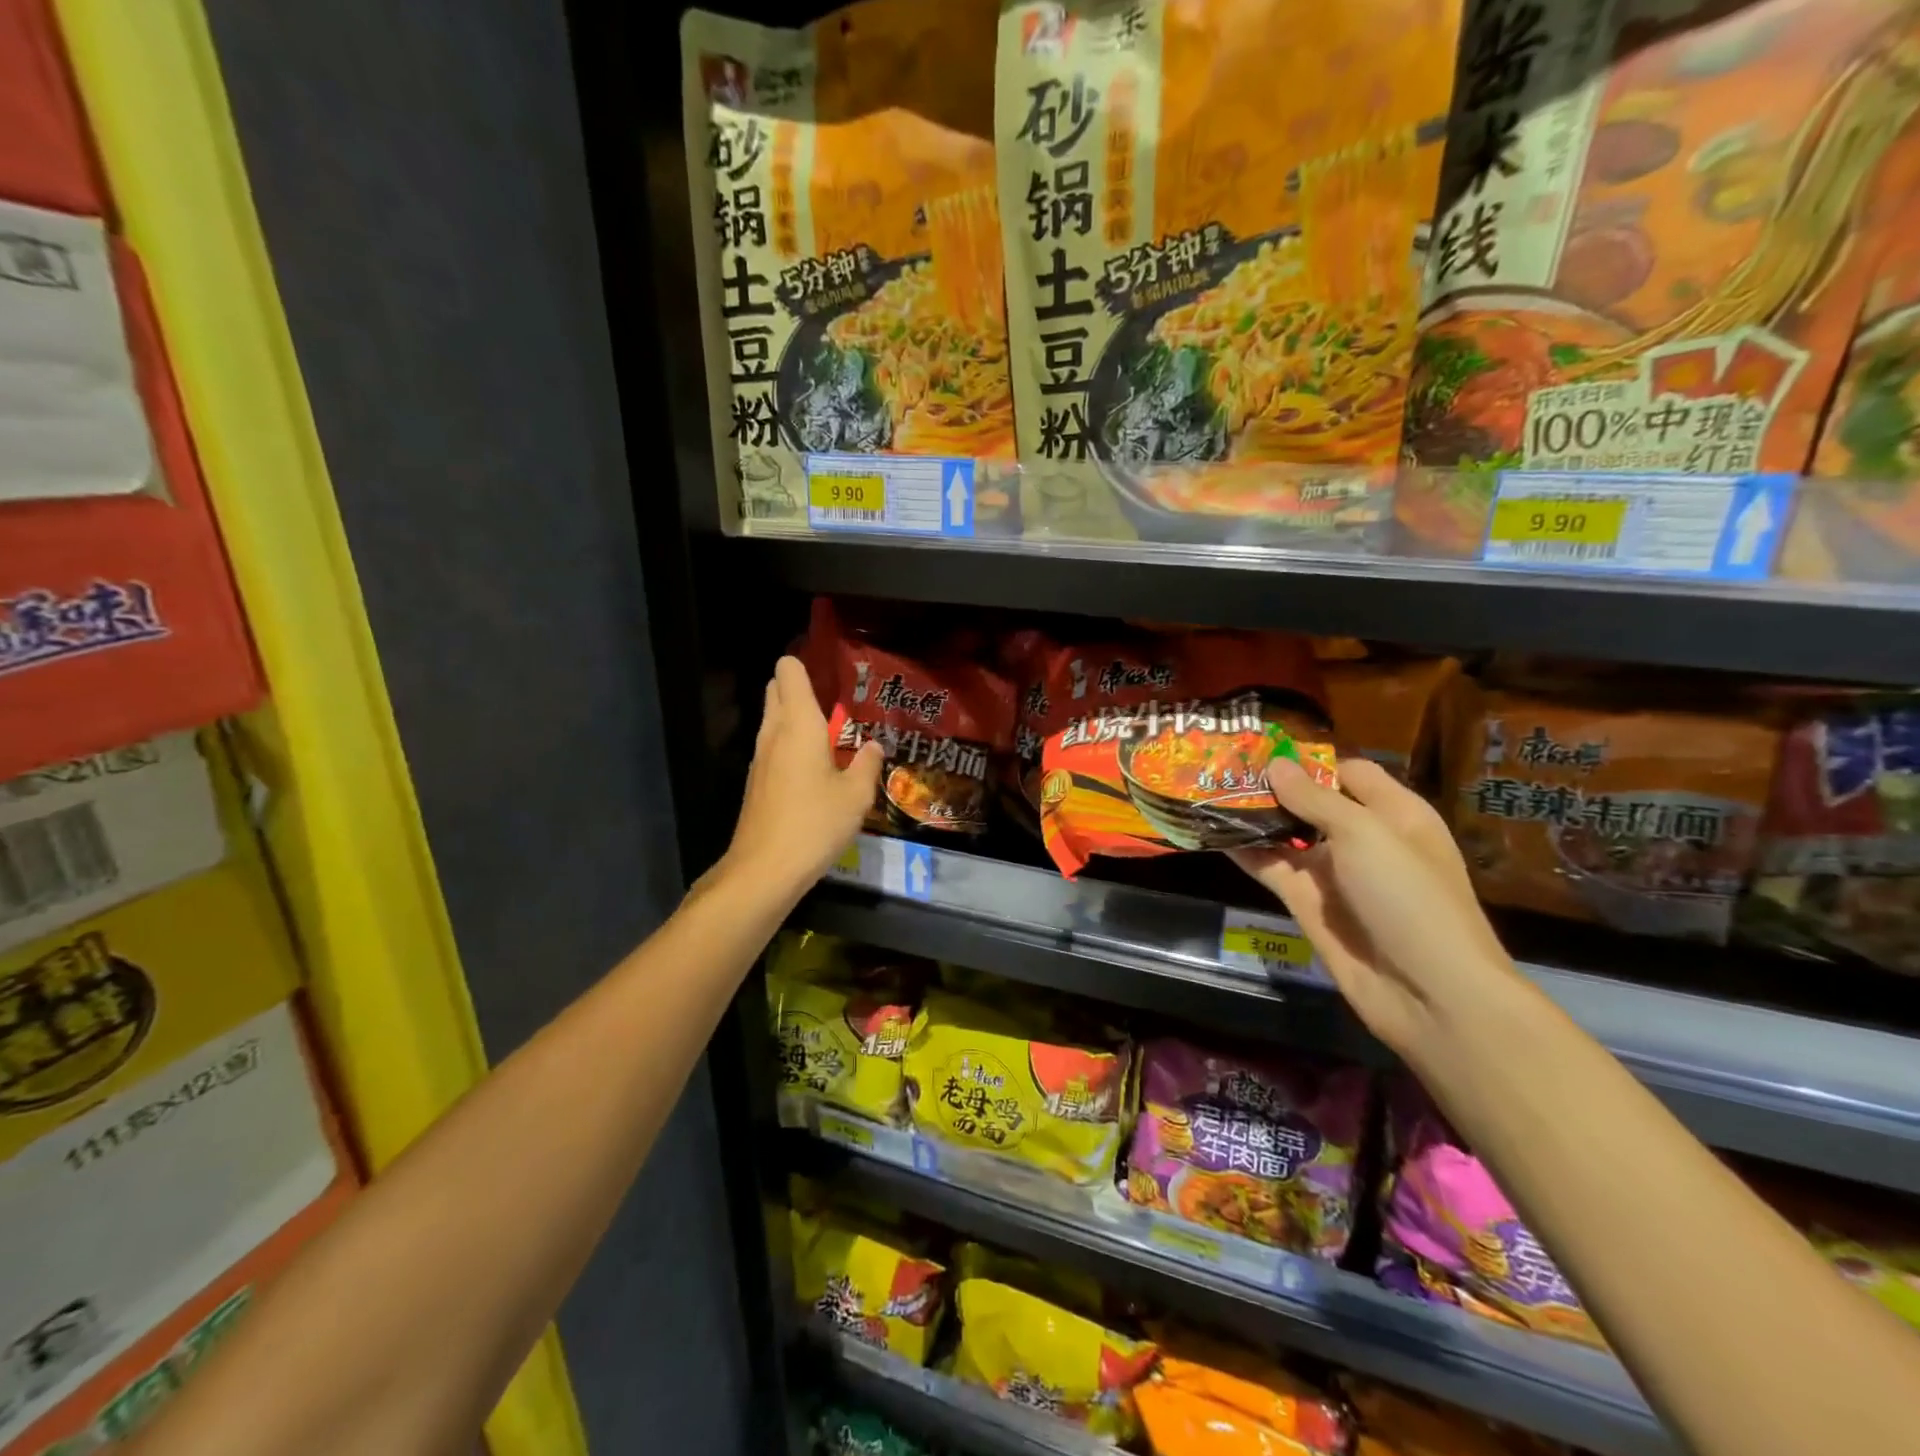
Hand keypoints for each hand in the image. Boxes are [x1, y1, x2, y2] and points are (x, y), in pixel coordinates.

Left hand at [720, 655, 883, 896]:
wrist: (765, 869)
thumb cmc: (815, 823)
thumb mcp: (856, 796)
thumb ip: (867, 765)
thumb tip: (873, 746)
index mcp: (799, 725)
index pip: (788, 672)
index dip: (804, 664)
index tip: (830, 672)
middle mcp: (774, 733)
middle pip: (777, 691)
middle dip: (800, 688)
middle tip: (835, 702)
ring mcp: (760, 758)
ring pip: (773, 720)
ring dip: (795, 719)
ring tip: (831, 735)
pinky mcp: (757, 782)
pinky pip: (773, 748)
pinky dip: (790, 746)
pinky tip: (815, 769)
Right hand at [1230, 757, 1523, 1065]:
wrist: (1427, 992)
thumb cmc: (1408, 896)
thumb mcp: (1365, 834)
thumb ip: (1314, 798)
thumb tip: (1275, 765)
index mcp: (1393, 813)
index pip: (1347, 772)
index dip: (1309, 759)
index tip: (1261, 746)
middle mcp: (1362, 838)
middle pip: (1311, 801)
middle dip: (1271, 785)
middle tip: (1221, 763)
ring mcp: (1331, 873)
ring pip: (1285, 834)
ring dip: (1252, 816)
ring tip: (1207, 790)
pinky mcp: (1306, 903)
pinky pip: (1270, 868)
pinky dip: (1243, 851)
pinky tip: (1211, 831)